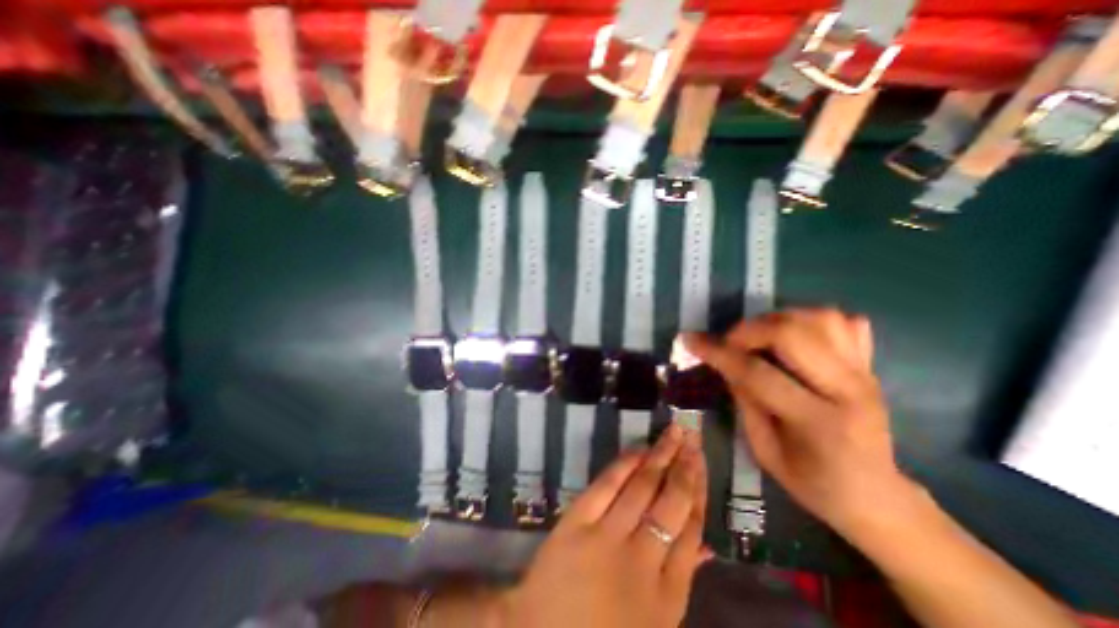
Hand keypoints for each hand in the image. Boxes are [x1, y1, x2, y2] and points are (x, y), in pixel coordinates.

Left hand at [498, 423, 706, 627]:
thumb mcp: (654, 622)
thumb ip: (680, 580)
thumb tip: (706, 545)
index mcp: (667, 595)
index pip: (691, 529)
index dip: (699, 490)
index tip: (701, 461)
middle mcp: (642, 562)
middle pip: (672, 502)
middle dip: (686, 465)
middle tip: (692, 436)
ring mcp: (607, 539)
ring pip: (643, 488)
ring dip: (661, 455)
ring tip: (674, 433)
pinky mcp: (576, 524)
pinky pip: (606, 486)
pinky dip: (624, 464)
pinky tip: (639, 450)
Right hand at [687, 310, 912, 534]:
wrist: (875, 496)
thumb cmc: (812, 481)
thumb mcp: (764, 451)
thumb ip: (744, 402)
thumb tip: (725, 364)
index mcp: (818, 422)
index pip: (757, 373)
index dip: (718, 353)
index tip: (690, 340)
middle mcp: (848, 390)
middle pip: (792, 333)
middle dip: (748, 329)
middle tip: (729, 343)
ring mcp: (865, 373)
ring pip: (820, 318)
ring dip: (777, 319)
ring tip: (758, 336)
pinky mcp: (870, 366)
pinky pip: (843, 322)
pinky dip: (811, 319)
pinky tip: (793, 336)